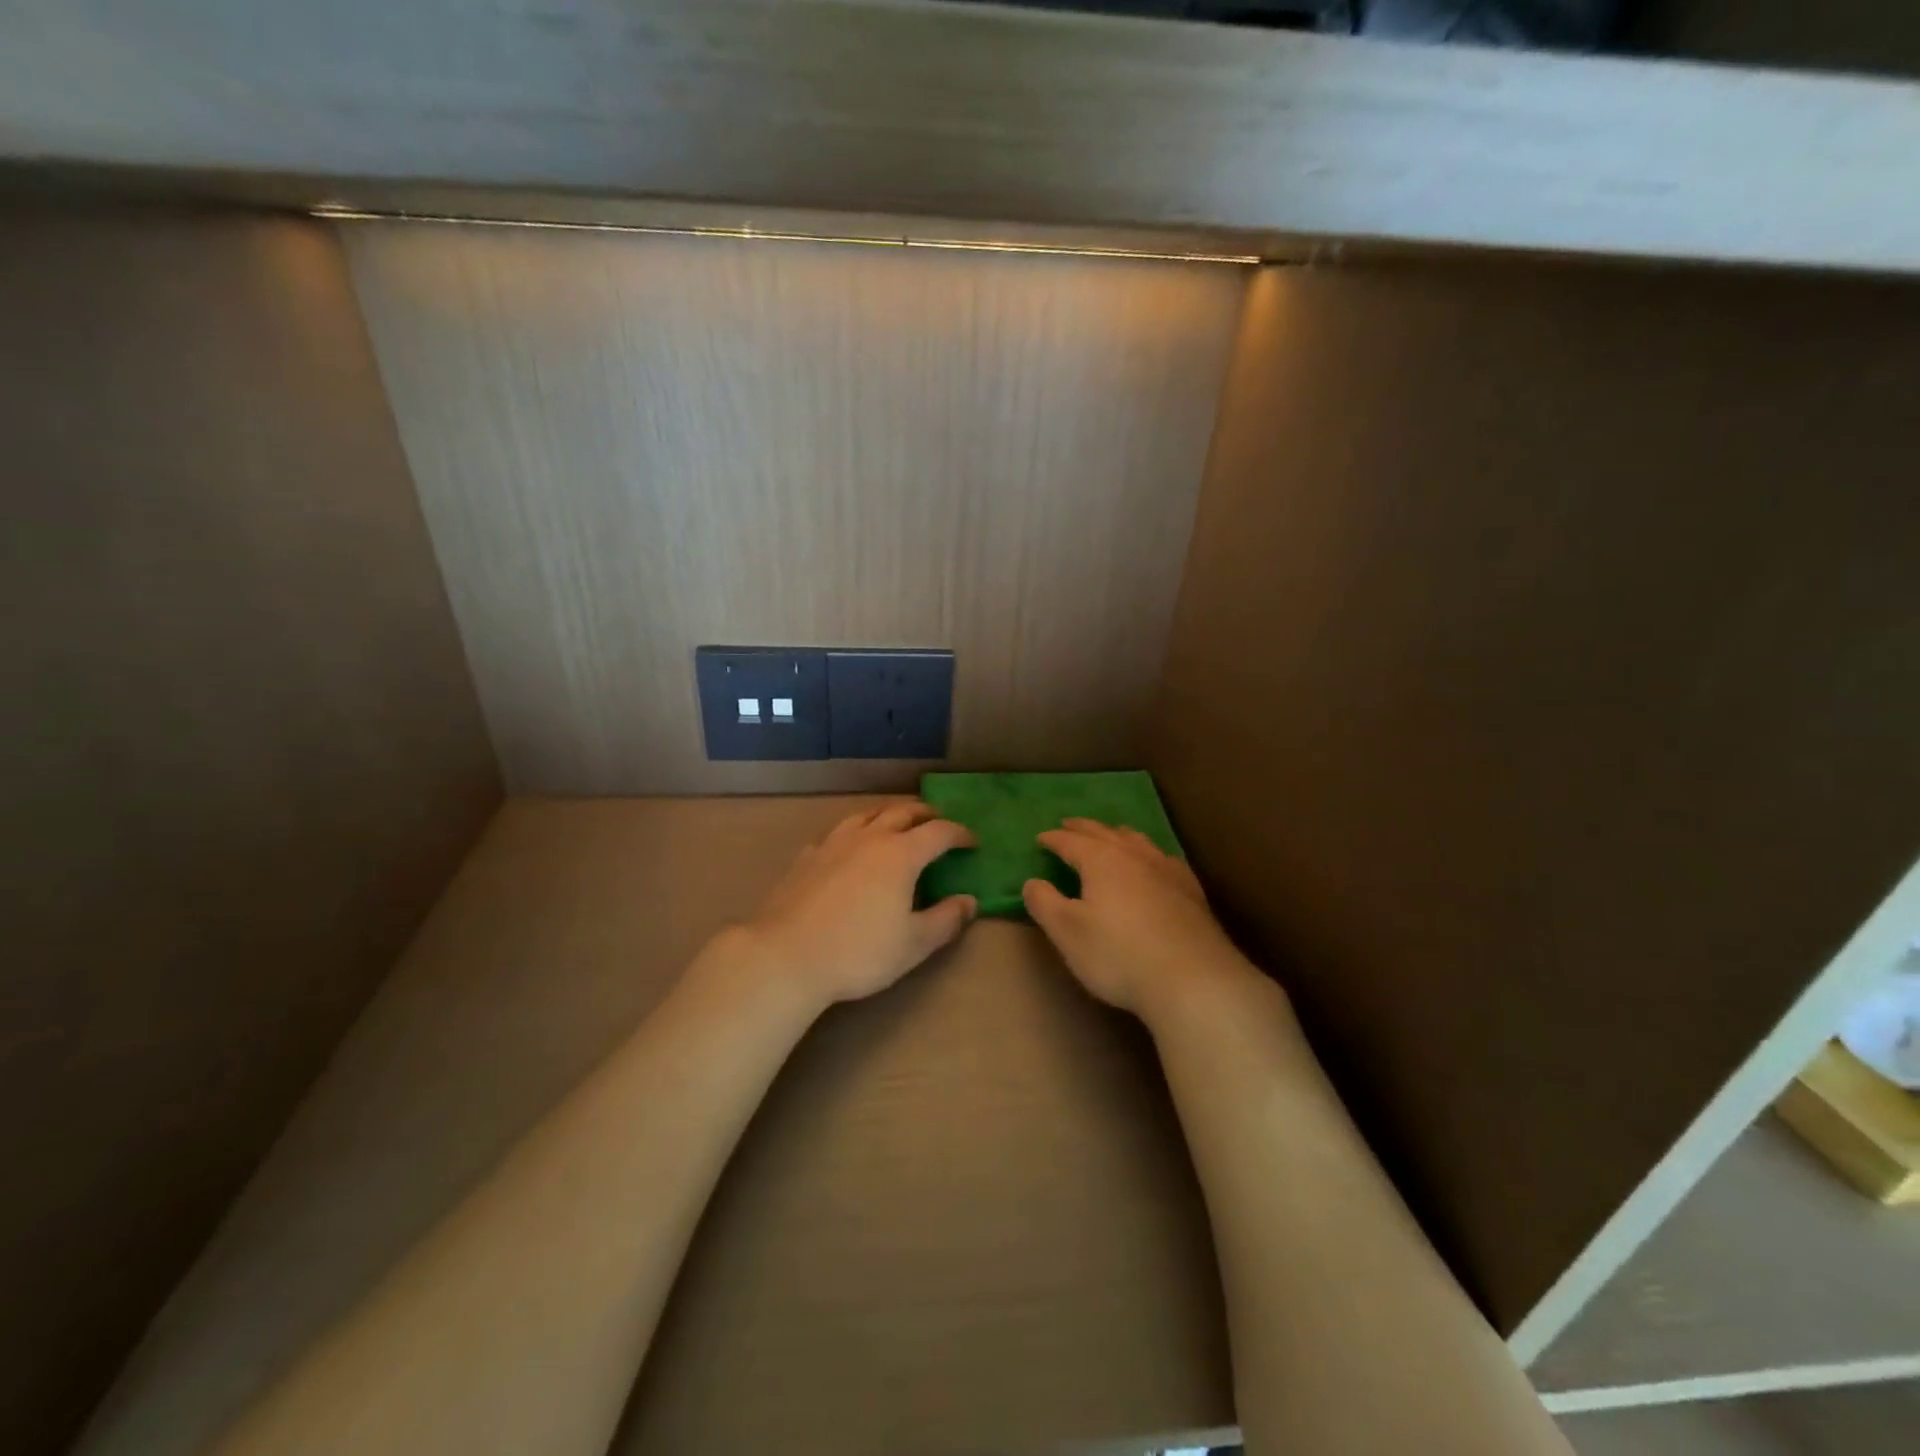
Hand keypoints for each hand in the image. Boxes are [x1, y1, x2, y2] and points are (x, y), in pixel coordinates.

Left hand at [741, 801, 976, 1009]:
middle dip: (925, 814)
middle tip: (936, 822)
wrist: (786, 956)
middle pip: (902, 812)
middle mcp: (869, 838)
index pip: (939, 832)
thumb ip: (946, 920)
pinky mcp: (806, 857)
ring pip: (866, 815)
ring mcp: (833, 844)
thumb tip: (969, 901)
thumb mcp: (913, 945)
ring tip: (895, 823)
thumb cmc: (859, 952)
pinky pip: (836, 833)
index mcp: (900, 854)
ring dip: (887, 814)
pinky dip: (853, 833)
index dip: (959, 834)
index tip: (972, 842)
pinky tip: (848, 847)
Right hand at [1023, 819, 1255, 1020]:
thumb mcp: (1067, 933)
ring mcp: (1166, 870)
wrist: (1193, 979)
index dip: (1053, 839)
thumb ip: (1044, 903)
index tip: (1041, 838)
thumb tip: (1032, 882)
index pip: (1070, 842)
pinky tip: (1154, 863)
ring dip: (1117, 834)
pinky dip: (1148, 853)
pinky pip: (1163, 858)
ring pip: (1137, 841)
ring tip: (1110, 834)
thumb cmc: (1119, 955)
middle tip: (1069, 824)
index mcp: (1101, 861)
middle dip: (1083, 828)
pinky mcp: (1190, 890)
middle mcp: (1134, 856)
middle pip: (1104, 833)